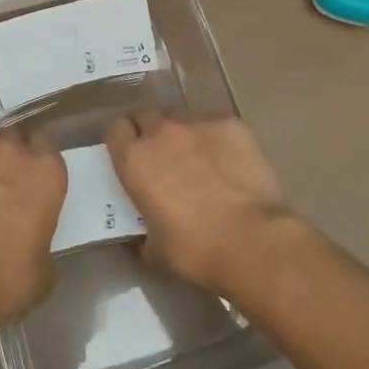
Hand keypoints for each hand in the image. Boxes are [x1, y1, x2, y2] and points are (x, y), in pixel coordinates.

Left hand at [0, 117, 66, 340]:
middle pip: (13, 132)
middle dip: (8, 148)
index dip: (38, 154)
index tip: (32, 171)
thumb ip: (41, 240)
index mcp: (45, 173)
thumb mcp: (43, 269)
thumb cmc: (7, 278)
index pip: (47, 141)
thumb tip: (31, 241)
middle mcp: (11, 152)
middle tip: (2, 174)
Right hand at [105, 111, 294, 297]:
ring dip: (186, 137)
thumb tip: (148, 232)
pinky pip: (218, 127)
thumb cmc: (195, 250)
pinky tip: (232, 166)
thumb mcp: (154, 249)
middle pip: (148, 117)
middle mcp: (162, 132)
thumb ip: (144, 230)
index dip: (123, 142)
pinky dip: (220, 142)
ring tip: (203, 164)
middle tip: (165, 161)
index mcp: (135, 159)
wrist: (252, 241)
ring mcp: (199, 123)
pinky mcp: (233, 125)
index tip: (131, 158)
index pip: (116, 129)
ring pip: (184, 120)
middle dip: (152, 134)